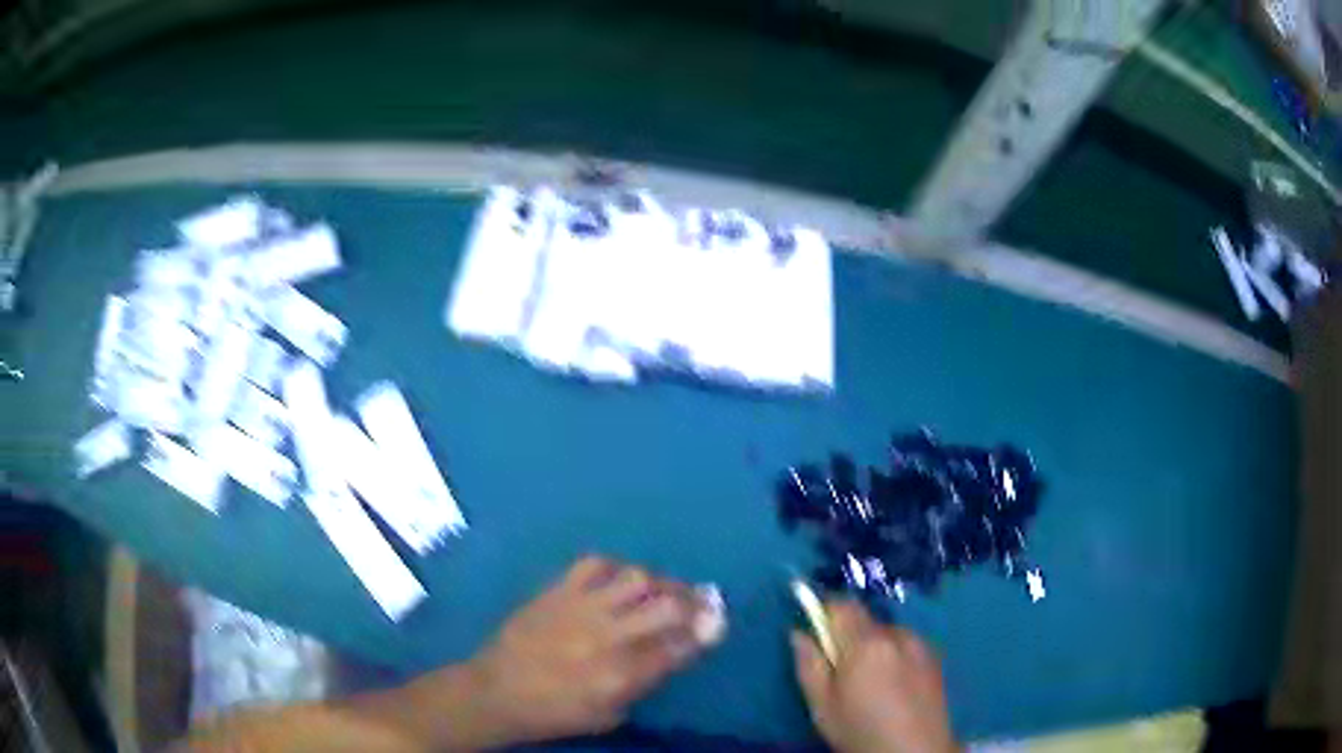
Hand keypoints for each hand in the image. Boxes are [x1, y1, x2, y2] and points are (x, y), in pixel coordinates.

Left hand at [468, 556, 725, 743]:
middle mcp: (607, 637)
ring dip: (661, 581)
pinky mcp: (556, 591)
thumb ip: (643, 684)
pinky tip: (622, 578)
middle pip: (666, 606)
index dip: (706, 631)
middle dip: (694, 601)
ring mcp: (580, 608)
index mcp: (621, 676)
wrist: (496, 691)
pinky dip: (616, 566)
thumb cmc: (554, 713)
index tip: (719, 621)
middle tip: (704, 601)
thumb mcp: (608, 715)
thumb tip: (670, 652)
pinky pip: (595, 564)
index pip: (679, 646)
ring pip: (636, 578)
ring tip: (667, 587)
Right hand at [792, 600, 955, 752]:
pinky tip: (893, 686)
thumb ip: (809, 665)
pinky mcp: (936, 658)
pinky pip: (906, 646)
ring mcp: (921, 645)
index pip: (843, 606)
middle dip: (850, 636)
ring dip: (874, 647)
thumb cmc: (860, 730)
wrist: (915, 750)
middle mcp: (896, 635)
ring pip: (887, 634)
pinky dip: (895, 656)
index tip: (814, 630)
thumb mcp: (822, 705)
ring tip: (870, 682)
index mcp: (866, 643)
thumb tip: (798, 633)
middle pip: (866, 620)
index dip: (825, 610)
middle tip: (841, 670)